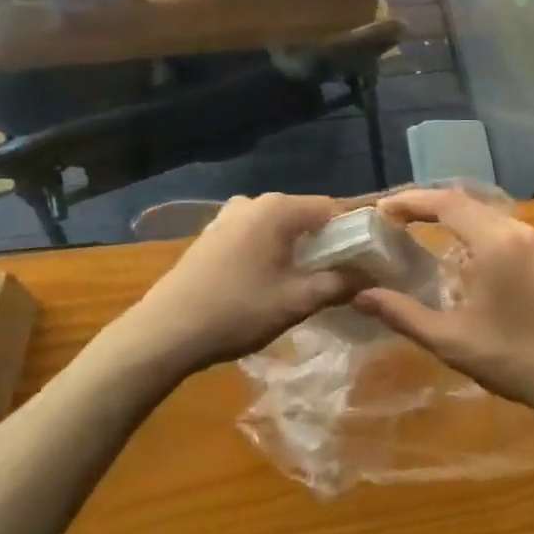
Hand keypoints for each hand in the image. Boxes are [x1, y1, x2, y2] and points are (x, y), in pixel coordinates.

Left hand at [120, 193, 353, 373]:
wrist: (166, 331)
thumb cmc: (237, 311)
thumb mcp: (295, 302)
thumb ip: (336, 285)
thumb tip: (367, 277)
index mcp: (278, 209)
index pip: (331, 208)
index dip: (353, 231)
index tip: (367, 258)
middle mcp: (254, 202)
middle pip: (304, 215)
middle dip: (325, 242)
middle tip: (340, 276)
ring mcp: (228, 216)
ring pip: (278, 227)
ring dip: (295, 249)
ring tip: (306, 283)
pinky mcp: (212, 235)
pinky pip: (254, 235)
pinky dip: (270, 251)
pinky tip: (268, 282)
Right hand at [353, 189, 533, 426]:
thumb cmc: (513, 358)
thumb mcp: (451, 340)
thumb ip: (404, 314)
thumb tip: (361, 296)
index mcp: (493, 241)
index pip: (445, 202)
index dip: (410, 201)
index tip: (380, 211)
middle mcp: (514, 229)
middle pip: (463, 201)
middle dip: (425, 205)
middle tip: (392, 219)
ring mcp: (531, 241)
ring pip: (481, 212)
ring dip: (448, 215)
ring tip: (415, 229)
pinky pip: (497, 226)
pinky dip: (469, 228)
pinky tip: (454, 252)